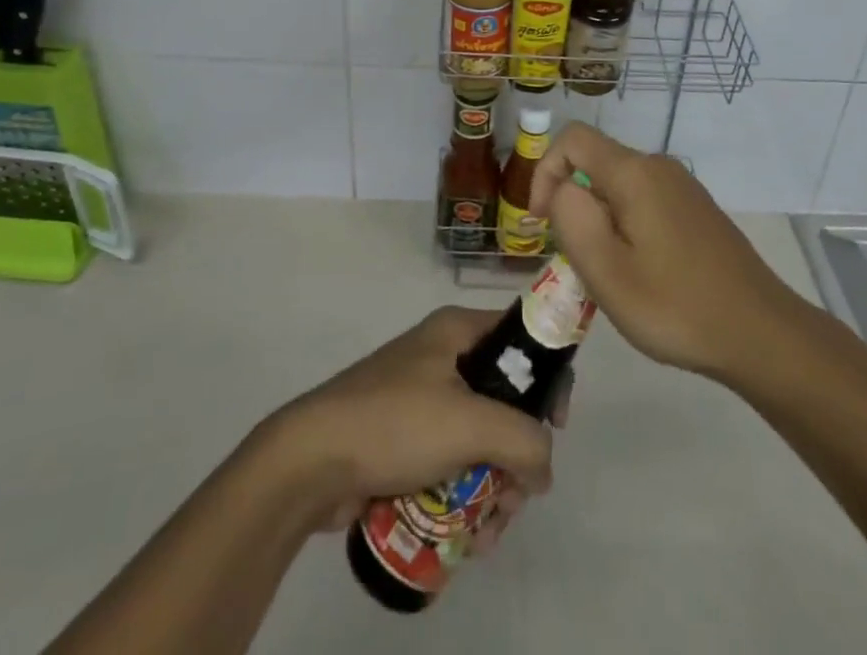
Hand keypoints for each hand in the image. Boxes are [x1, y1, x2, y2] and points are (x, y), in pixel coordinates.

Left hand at [261, 307, 565, 550]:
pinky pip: (452, 462)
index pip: (522, 337)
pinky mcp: (404, 439)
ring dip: (494, 485)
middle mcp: (443, 356)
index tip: (557, 425)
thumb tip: (544, 467)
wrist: (310, 462)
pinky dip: (465, 495)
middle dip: (517, 452)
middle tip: (517, 494)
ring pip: (480, 438)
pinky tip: (465, 536)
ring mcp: (421, 398)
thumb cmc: (394, 423)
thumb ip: (524, 440)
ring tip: (488, 530)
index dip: (548, 375)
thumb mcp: (469, 423)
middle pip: (504, 398)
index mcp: (457, 331)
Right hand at [527, 124, 808, 384]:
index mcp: (634, 172)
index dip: (544, 172)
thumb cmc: (676, 306)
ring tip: (611, 275)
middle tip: (579, 262)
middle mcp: (659, 166)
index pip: (572, 139)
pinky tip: (643, 274)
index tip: (542, 224)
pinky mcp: (696, 209)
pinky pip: (644, 201)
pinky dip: (626, 227)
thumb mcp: (607, 271)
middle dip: (574, 205)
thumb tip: (562, 187)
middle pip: (595, 163)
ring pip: (619, 186)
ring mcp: (682, 187)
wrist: (761, 333)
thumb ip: (571, 217)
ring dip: (600, 221)